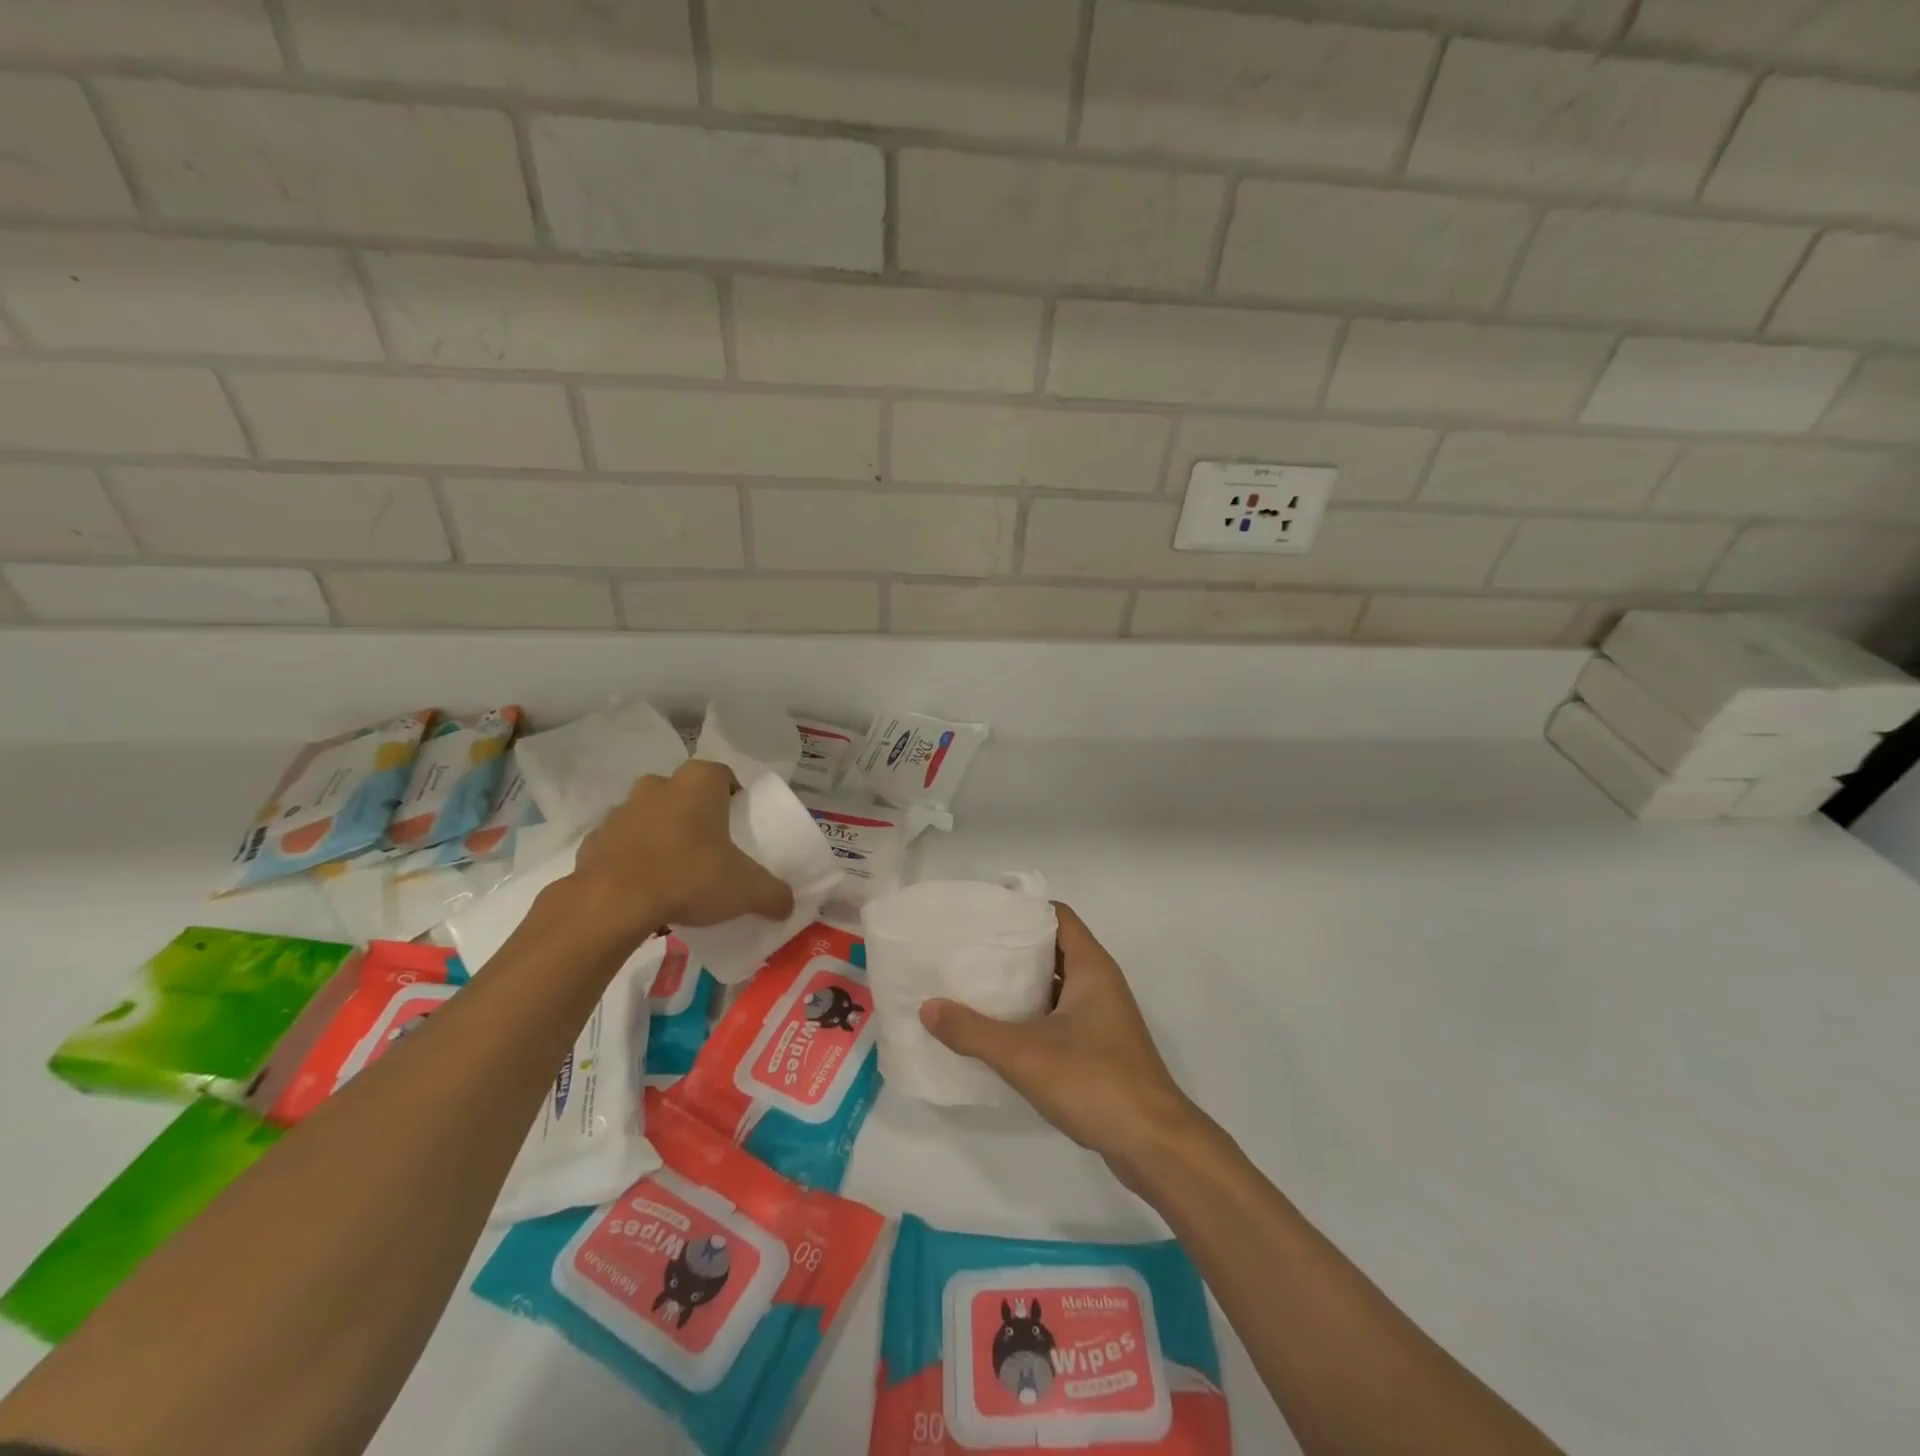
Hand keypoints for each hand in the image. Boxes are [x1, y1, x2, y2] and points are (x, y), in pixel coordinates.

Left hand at [565, 760, 793, 941]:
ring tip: (677, 871)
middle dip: (697, 815)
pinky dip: (633, 858)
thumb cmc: (689, 877)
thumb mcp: (746, 890)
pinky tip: (645, 887)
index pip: (723, 776)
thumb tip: (787, 905)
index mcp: (698, 783)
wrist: (611, 903)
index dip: (734, 797)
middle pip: (685, 793)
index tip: (740, 825)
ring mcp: (621, 810)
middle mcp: (658, 785)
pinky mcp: (593, 840)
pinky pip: (622, 844)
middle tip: (711, 848)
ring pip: (651, 815)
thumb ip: (773, 894)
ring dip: (663, 834)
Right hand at [920, 904, 1204, 1181]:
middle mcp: (1099, 983)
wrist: (1154, 1144)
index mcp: (1091, 967)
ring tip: (974, 985)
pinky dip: (1032, 1014)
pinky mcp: (1100, 1048)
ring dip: (1021, 984)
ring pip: (1055, 985)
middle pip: (1052, 948)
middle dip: (1013, 948)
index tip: (982, 915)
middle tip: (967, 950)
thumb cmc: (1095, 1082)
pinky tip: (999, 1031)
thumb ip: (973, 1030)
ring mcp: (1102, 1017)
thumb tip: (927, 1007)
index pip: (1056, 916)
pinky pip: (1059, 1015)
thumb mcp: (1025, 1054)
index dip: (1021, 909)